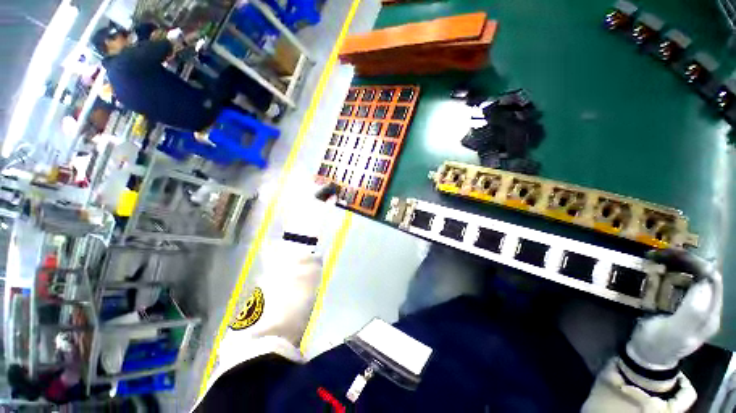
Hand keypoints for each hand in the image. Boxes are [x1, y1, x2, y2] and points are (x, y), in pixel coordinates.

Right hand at [627, 249, 721, 369]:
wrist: (647, 354)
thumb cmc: (658, 343)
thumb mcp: (675, 332)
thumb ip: (693, 312)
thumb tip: (704, 282)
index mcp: (710, 314)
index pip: (712, 279)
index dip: (696, 263)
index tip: (670, 254)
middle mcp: (709, 307)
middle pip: (706, 275)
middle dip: (687, 260)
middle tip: (661, 253)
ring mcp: (698, 306)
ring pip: (696, 276)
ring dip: (680, 264)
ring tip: (659, 258)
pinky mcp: (685, 304)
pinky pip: (686, 282)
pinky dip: (675, 271)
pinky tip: (662, 269)